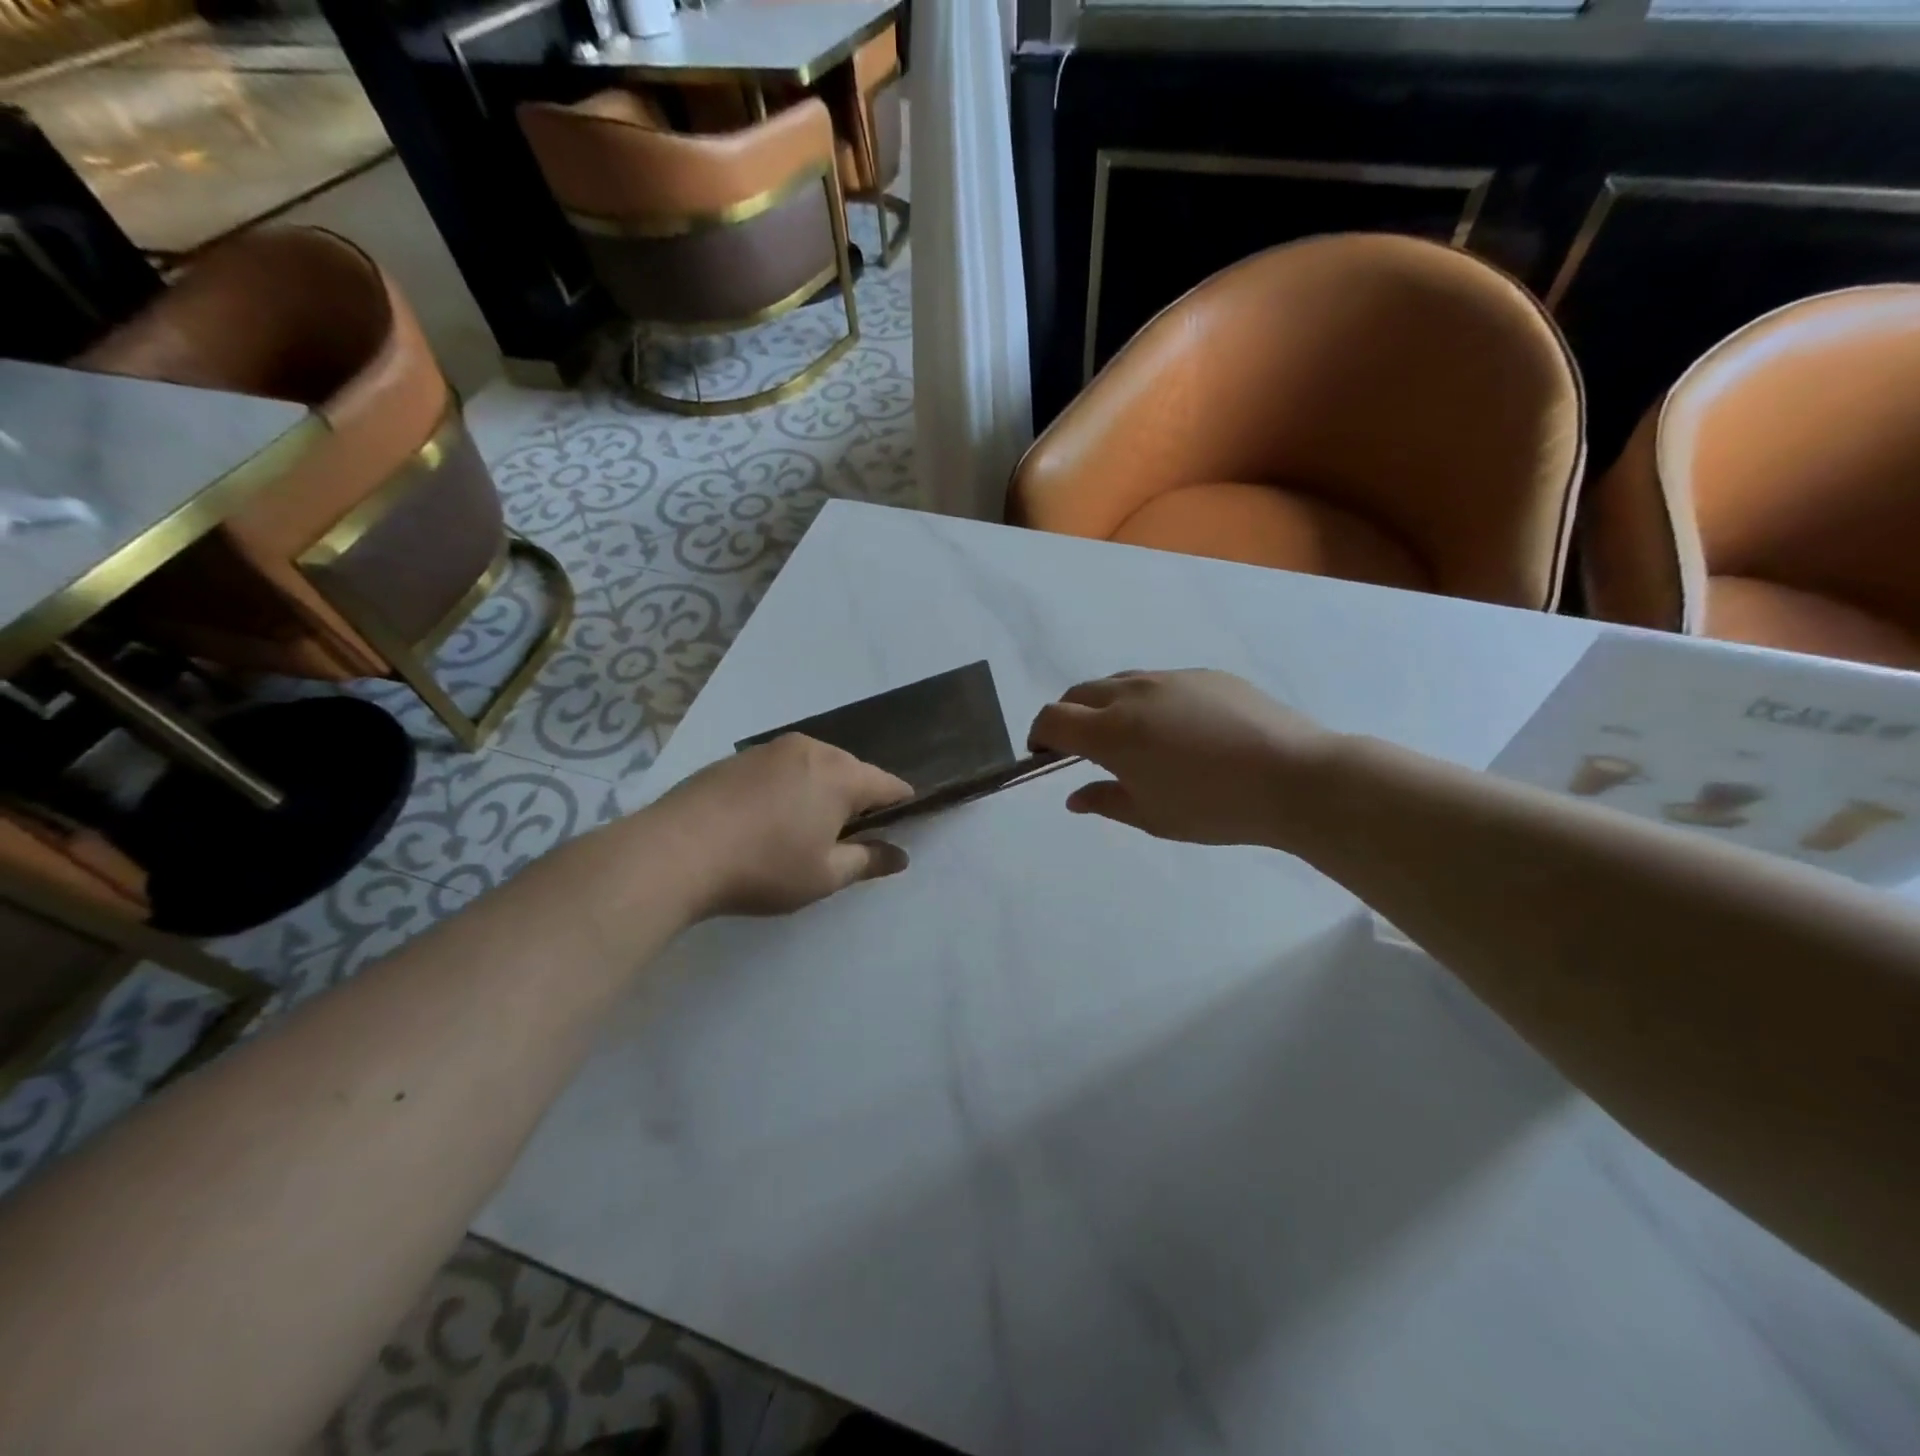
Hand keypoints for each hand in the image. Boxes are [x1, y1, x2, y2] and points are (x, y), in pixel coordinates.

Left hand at [646, 735, 913, 916]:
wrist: (675, 851)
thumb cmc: (763, 867)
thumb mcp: (824, 875)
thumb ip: (868, 861)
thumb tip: (900, 855)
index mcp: (840, 774)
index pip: (888, 784)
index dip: (902, 803)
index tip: (907, 822)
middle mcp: (810, 750)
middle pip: (851, 770)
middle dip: (859, 798)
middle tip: (852, 835)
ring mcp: (770, 749)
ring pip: (814, 766)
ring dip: (822, 791)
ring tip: (810, 827)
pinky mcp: (737, 758)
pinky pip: (782, 768)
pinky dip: (789, 787)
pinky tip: (771, 817)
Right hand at [1028, 669, 1328, 847]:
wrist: (1294, 777)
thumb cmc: (1214, 807)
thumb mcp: (1151, 816)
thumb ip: (1105, 801)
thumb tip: (1074, 796)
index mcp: (1111, 730)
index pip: (1052, 718)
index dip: (1039, 734)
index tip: (1045, 755)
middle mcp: (1133, 693)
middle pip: (1080, 692)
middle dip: (1070, 716)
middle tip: (1082, 748)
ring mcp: (1171, 678)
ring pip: (1120, 682)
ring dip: (1108, 705)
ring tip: (1131, 738)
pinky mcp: (1205, 675)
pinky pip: (1160, 682)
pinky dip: (1147, 701)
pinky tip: (1179, 730)